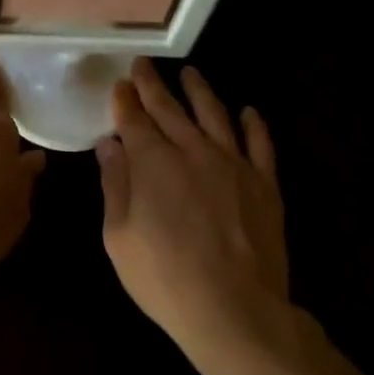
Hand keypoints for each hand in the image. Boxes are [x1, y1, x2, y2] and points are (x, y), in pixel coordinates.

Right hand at [96, 58, 289, 351]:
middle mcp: (193, 151)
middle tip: (144, 65)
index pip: (135, 120)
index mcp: (153, 163)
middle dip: (153, 86)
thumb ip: (114, 184)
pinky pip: (261, 144)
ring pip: (216, 115)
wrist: (233, 309)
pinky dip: (254, 125)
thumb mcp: (119, 236)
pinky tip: (248, 112)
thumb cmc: (163, 277)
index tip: (119, 84)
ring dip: (200, 92)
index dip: (125, 100)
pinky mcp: (265, 184)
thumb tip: (108, 145)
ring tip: (191, 74)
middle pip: (171, 110)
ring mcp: (234, 164)